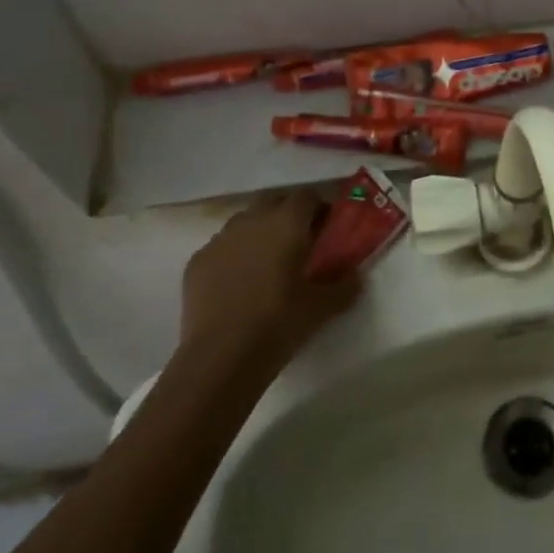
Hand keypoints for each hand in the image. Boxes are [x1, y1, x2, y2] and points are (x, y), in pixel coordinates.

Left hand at [178, 190, 361, 378]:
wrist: (221, 356)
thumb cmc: (279, 323)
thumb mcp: (323, 307)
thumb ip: (345, 286)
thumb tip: (356, 277)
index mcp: (286, 223)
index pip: (307, 196)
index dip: (319, 207)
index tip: (327, 228)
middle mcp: (252, 221)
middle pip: (274, 200)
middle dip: (288, 212)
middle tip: (299, 241)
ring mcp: (220, 239)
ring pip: (245, 222)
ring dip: (259, 232)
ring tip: (267, 262)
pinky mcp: (197, 261)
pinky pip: (222, 247)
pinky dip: (233, 255)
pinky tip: (238, 283)